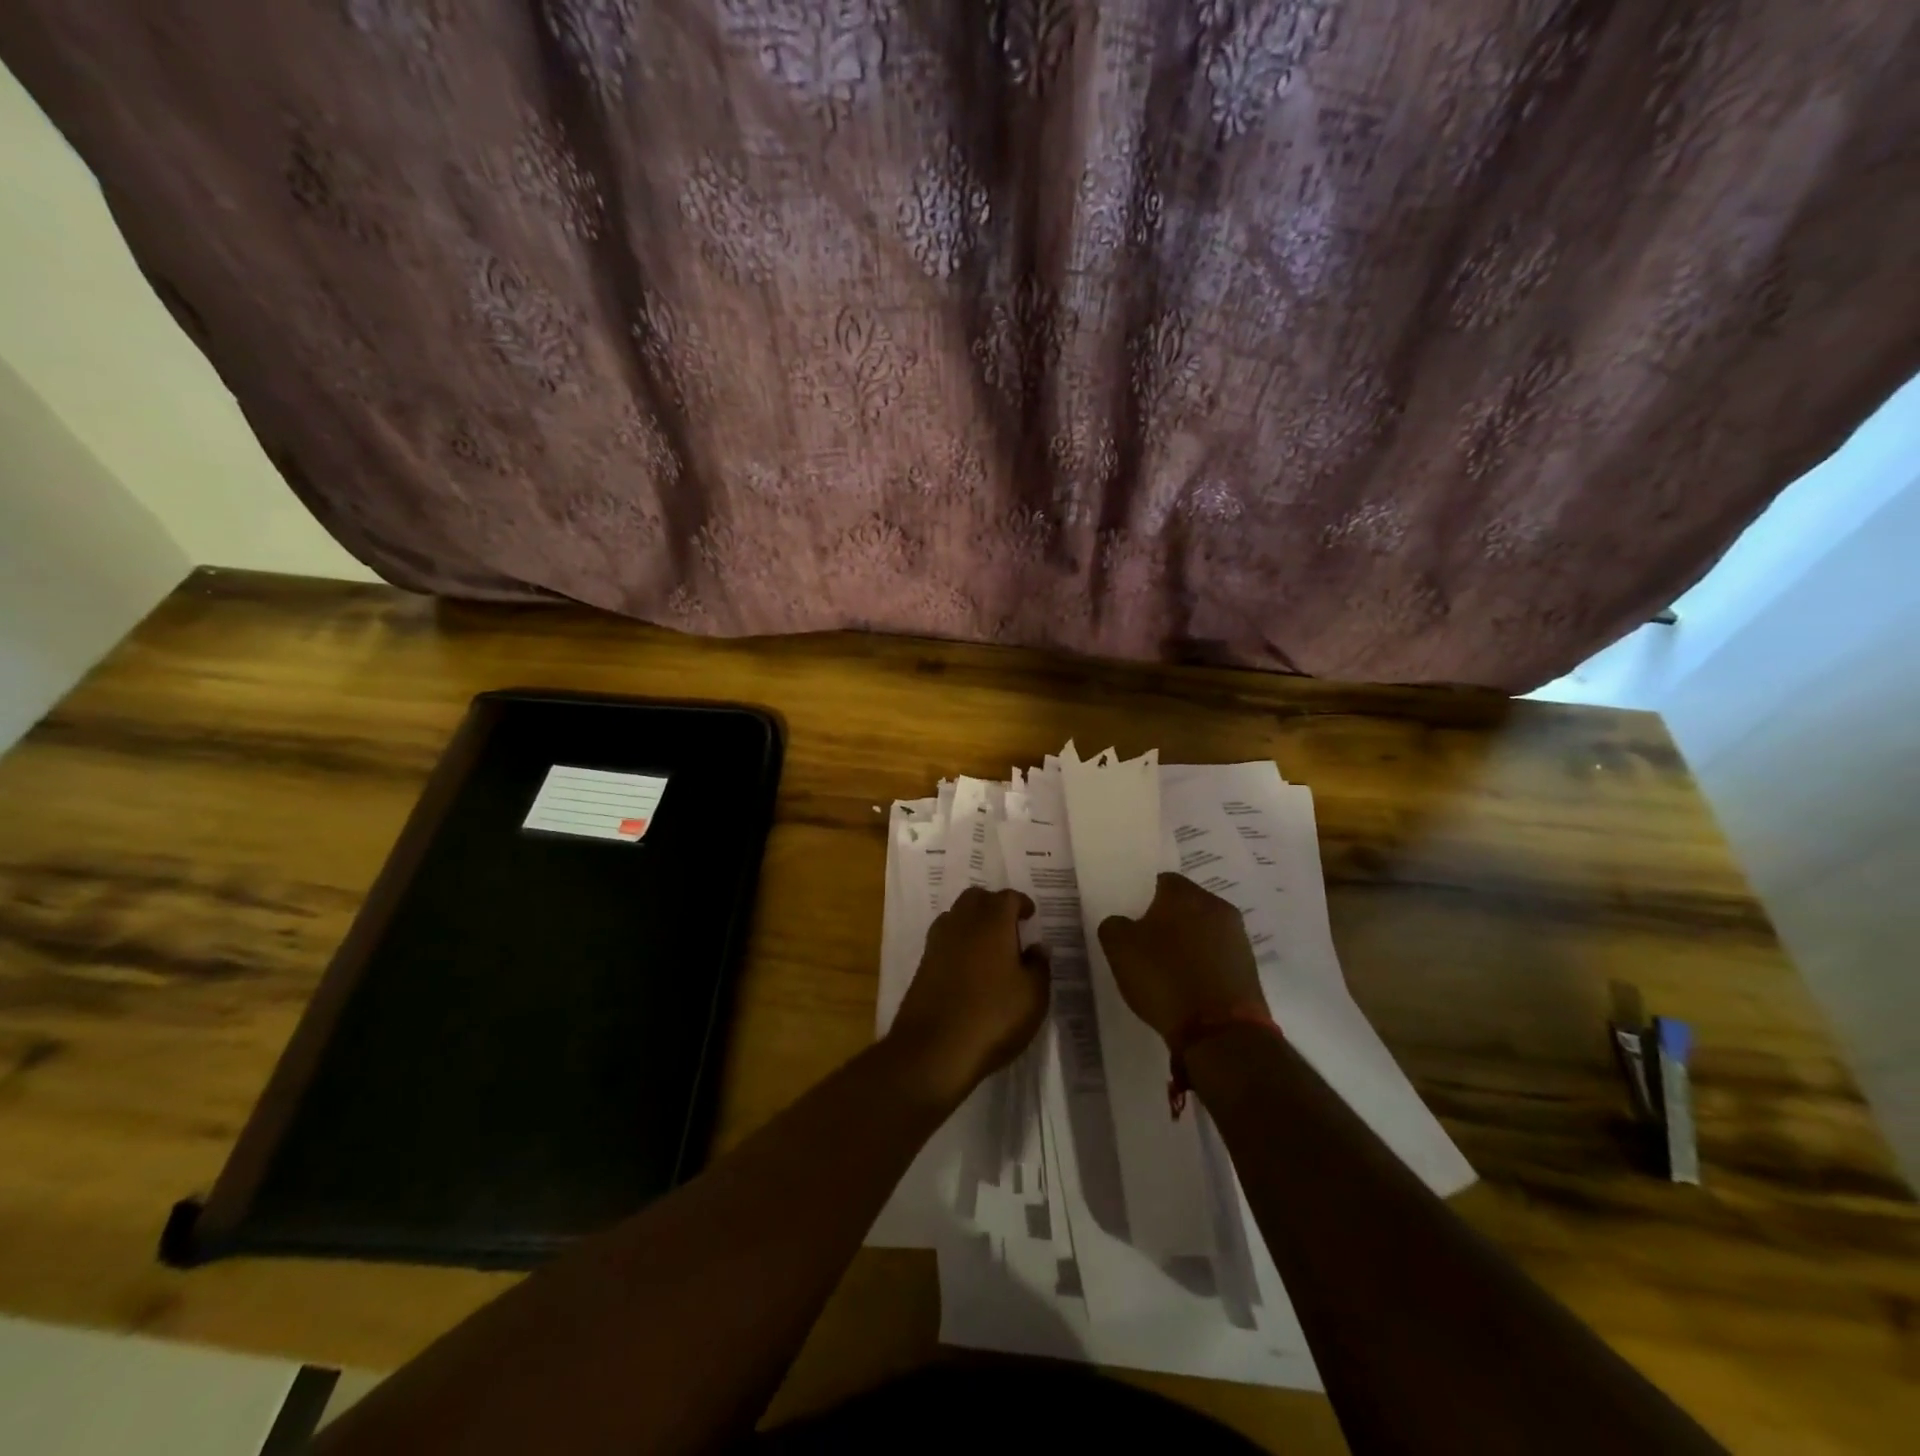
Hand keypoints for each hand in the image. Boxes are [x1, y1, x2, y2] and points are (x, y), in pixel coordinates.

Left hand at [886, 887, 1048, 1107]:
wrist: (934, 1048)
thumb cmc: (993, 1016)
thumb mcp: (1033, 996)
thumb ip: (1038, 966)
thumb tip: (1038, 947)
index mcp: (992, 922)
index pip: (1007, 897)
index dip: (1021, 903)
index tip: (1030, 916)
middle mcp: (962, 923)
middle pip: (976, 898)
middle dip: (993, 905)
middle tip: (1010, 926)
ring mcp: (938, 942)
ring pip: (956, 915)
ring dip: (973, 922)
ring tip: (989, 946)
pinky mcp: (923, 964)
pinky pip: (944, 939)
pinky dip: (958, 943)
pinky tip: (969, 967)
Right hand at [1098, 873, 1267, 1045]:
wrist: (1220, 1032)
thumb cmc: (1165, 979)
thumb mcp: (1119, 948)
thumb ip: (1114, 925)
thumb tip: (1122, 923)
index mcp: (1185, 894)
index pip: (1161, 881)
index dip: (1143, 898)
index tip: (1132, 920)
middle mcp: (1217, 907)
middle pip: (1186, 905)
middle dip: (1167, 920)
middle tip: (1146, 944)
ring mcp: (1238, 938)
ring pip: (1204, 931)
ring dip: (1188, 944)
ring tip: (1167, 970)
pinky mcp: (1249, 968)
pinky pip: (1218, 956)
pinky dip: (1203, 966)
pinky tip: (1188, 987)